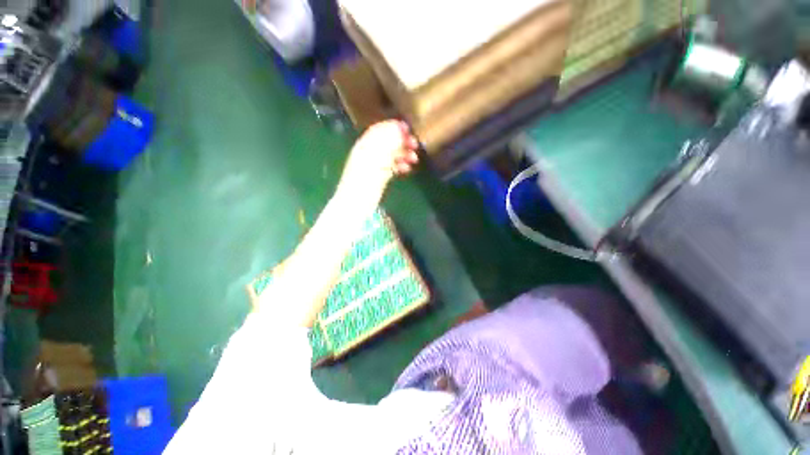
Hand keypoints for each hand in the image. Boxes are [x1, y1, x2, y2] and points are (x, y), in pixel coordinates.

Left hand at [337, 120, 418, 208]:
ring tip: (414, 159)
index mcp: (365, 144)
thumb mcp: (377, 159)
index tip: (409, 131)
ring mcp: (375, 164)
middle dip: (402, 142)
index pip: (380, 129)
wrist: (357, 203)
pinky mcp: (379, 175)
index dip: (394, 128)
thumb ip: (388, 143)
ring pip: (392, 154)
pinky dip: (400, 165)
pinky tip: (407, 169)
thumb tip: (400, 128)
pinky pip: (392, 166)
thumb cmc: (365, 180)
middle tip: (416, 146)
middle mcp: (369, 152)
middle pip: (388, 141)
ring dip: (404, 154)